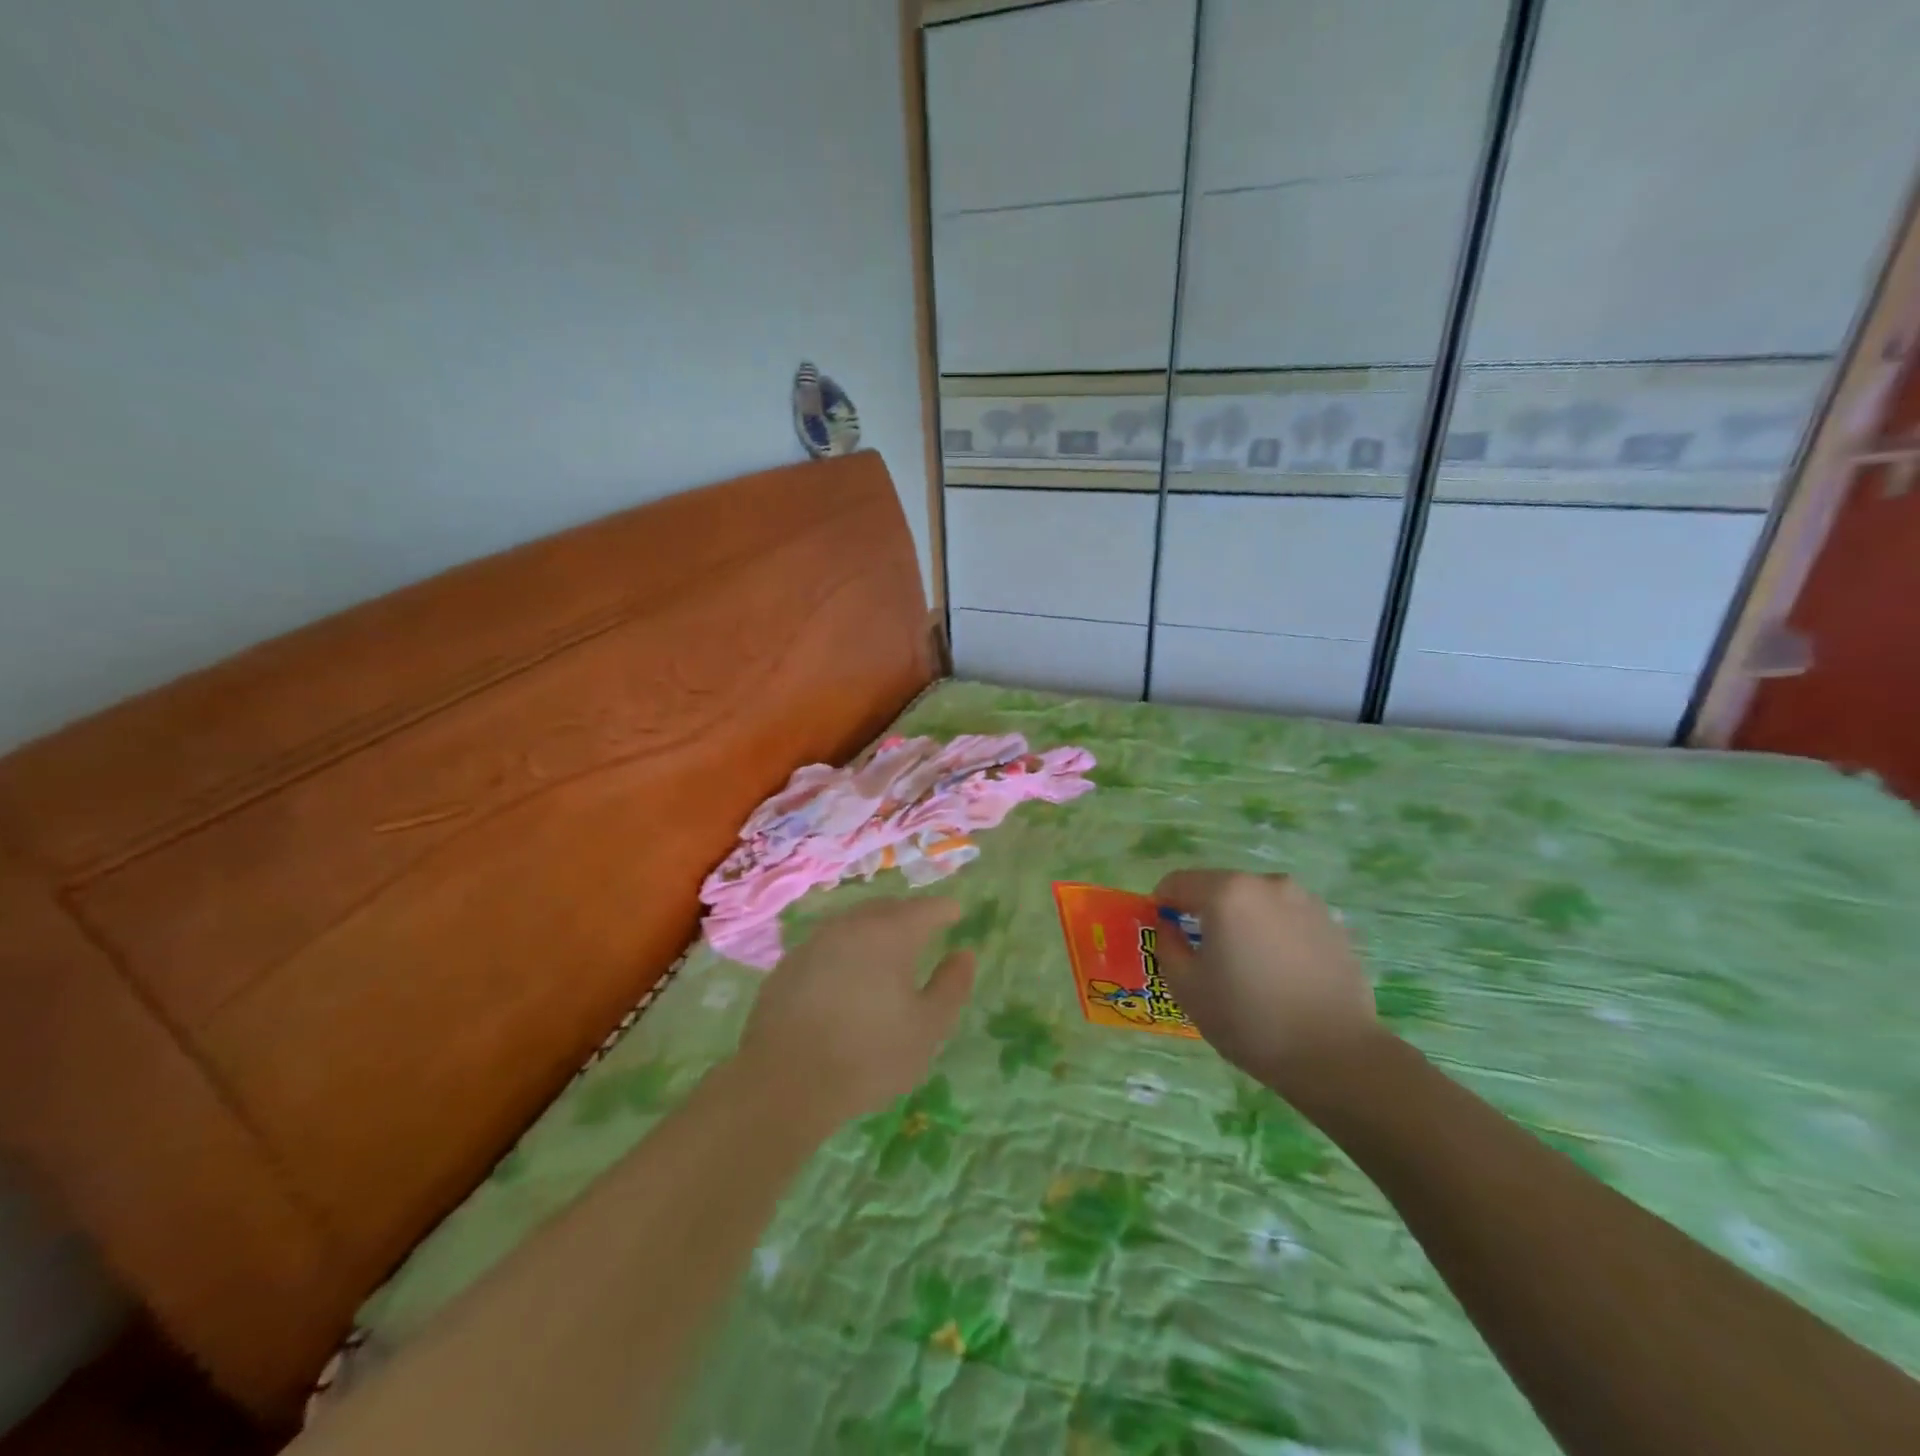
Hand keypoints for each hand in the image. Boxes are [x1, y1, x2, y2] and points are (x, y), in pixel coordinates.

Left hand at [736, 897, 975, 1125]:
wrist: (785, 1082)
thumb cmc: (869, 1054)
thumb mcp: (928, 1028)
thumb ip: (951, 986)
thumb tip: (963, 954)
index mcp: (891, 933)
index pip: (926, 908)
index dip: (945, 910)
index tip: (955, 914)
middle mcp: (852, 925)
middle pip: (887, 908)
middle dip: (909, 914)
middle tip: (924, 929)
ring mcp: (815, 941)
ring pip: (853, 923)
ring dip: (874, 930)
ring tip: (886, 951)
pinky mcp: (789, 964)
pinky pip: (827, 945)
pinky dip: (845, 951)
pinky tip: (846, 977)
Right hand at [1154, 869, 1378, 1089]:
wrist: (1335, 1056)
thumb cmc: (1248, 1019)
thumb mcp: (1186, 987)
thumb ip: (1167, 946)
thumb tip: (1170, 928)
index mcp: (1226, 892)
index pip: (1177, 882)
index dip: (1162, 905)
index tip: (1163, 933)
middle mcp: (1267, 884)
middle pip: (1219, 888)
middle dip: (1204, 913)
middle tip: (1203, 954)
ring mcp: (1306, 901)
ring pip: (1256, 903)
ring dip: (1242, 922)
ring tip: (1247, 966)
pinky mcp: (1333, 925)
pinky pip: (1287, 920)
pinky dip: (1274, 935)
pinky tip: (1280, 974)